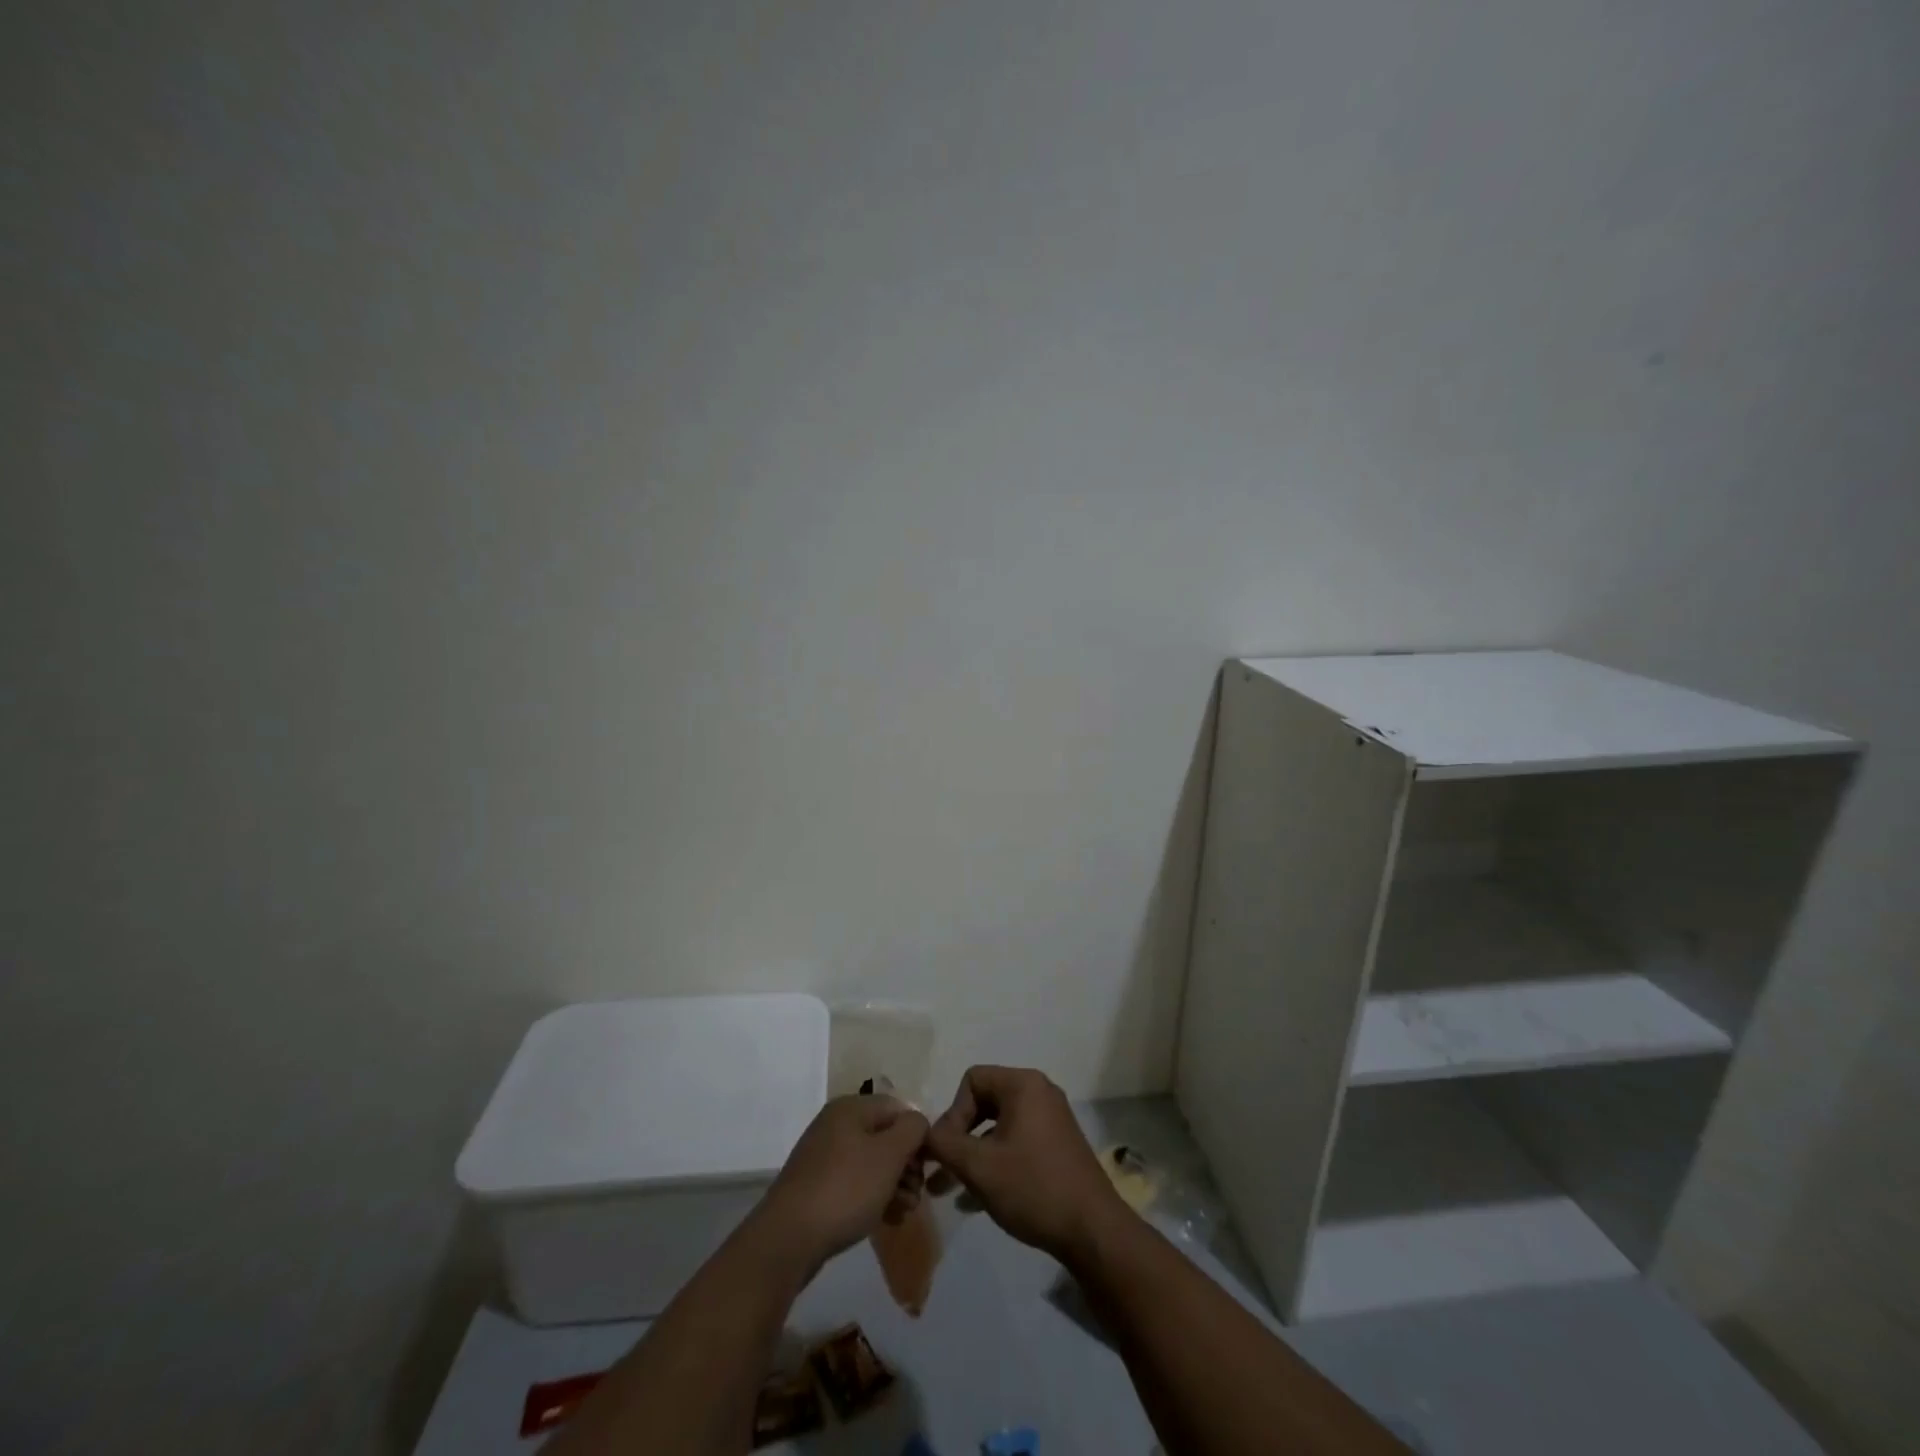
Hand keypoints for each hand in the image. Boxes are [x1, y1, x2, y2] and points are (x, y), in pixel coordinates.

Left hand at [756, 1094, 928, 1270]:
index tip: (927, 1166)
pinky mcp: (817, 1187)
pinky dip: (874, 1197)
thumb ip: (912, 1130)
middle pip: (884, 1136)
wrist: (788, 1239)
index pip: (897, 1108)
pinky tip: (887, 1219)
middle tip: (916, 1194)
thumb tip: (917, 1122)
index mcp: (850, 1108)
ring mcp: (823, 1156)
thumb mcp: (889, 1155)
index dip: (917, 1134)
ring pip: (871, 1163)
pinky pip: (854, 1184)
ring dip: (893, 1184)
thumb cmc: (846, 1188)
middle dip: (906, 1165)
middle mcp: (835, 1125)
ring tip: (905, 1211)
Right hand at [925, 1065, 1127, 1263]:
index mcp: (1023, 1085)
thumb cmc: (1033, 1188)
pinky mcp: (1058, 1146)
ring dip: (973, 1155)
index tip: (948, 1151)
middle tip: (942, 1170)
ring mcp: (1051, 1120)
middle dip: (959, 1137)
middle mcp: (1039, 1093)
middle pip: (984, 1102)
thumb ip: (944, 1144)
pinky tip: (975, 1201)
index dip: (953, 1113)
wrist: (1093, 1231)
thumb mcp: (979, 1166)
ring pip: (998, 1128)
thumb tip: (922, 1133)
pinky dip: (995, 1163)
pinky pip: (1016, 1143)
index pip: (972, 1080)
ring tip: (950, 1190)